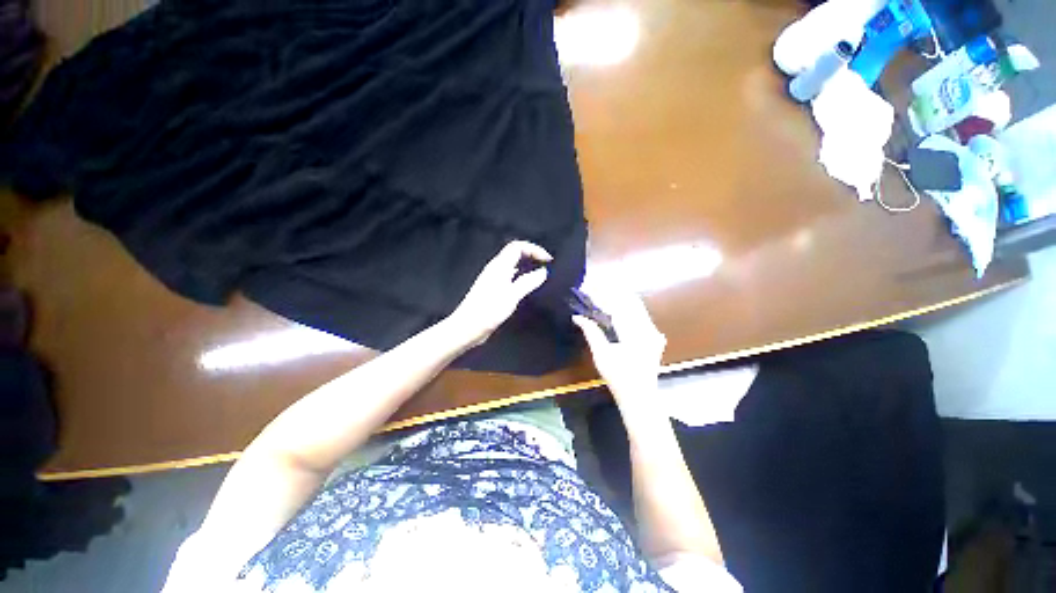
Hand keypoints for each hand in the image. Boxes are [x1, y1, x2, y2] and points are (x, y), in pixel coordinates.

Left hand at [445, 241, 551, 346]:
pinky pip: (511, 276)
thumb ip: (528, 282)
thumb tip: (543, 271)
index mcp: (499, 266)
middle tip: (547, 266)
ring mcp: (494, 279)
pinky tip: (529, 287)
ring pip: (513, 265)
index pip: (517, 246)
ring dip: (528, 266)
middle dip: (532, 256)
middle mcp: (496, 269)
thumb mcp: (512, 296)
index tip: (548, 260)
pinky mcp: (493, 289)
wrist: (467, 327)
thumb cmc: (489, 310)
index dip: (534, 249)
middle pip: (515, 253)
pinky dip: (522, 277)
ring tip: (541, 275)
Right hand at [573, 289, 665, 403]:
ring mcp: (654, 333)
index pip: (618, 305)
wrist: (640, 397)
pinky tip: (617, 311)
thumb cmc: (618, 377)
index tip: (590, 288)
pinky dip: (629, 309)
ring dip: (621, 300)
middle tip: (596, 289)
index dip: (603, 294)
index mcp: (634, 332)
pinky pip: (642, 316)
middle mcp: (648, 328)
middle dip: (613, 293)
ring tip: (604, 297)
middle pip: (630, 301)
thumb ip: (591, 332)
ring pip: (638, 307)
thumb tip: (578, 317)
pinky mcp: (655, 338)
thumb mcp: (601, 355)